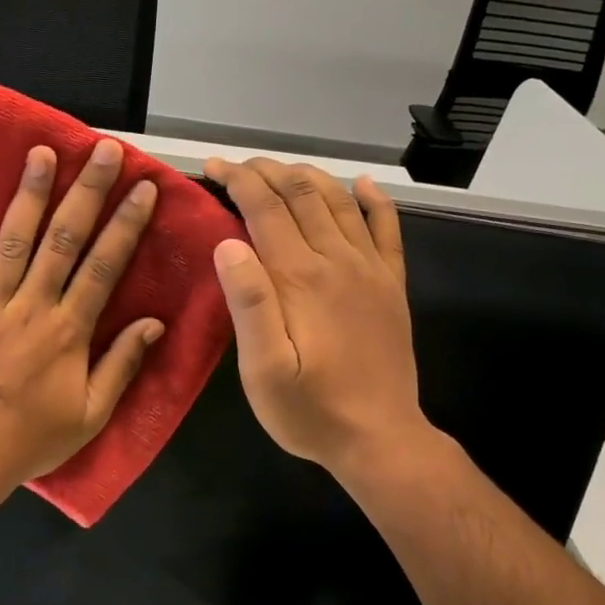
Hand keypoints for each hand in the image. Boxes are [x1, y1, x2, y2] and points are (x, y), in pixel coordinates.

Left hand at [0, 140, 165, 487]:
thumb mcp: (92, 414)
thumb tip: (154, 322)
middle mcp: (31, 306)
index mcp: (69, 330)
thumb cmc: (32, 439)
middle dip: (86, 192)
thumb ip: (122, 364)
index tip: (143, 188)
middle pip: (63, 240)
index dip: (126, 224)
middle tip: (101, 150)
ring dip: (29, 194)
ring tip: (41, 153)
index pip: (104, 266)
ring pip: (12, 240)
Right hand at [204, 157, 449, 486]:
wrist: (380, 438)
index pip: (264, 208)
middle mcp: (337, 260)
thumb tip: (228, 243)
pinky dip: (374, 200)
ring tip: (280, 169)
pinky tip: (362, 185)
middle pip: (301, 195)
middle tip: (237, 166)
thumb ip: (248, 303)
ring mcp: (370, 269)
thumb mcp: (262, 369)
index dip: (237, 180)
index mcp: (300, 277)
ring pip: (338, 202)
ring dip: (307, 177)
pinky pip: (387, 228)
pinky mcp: (391, 284)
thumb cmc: (309, 409)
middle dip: (266, 171)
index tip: (212, 167)